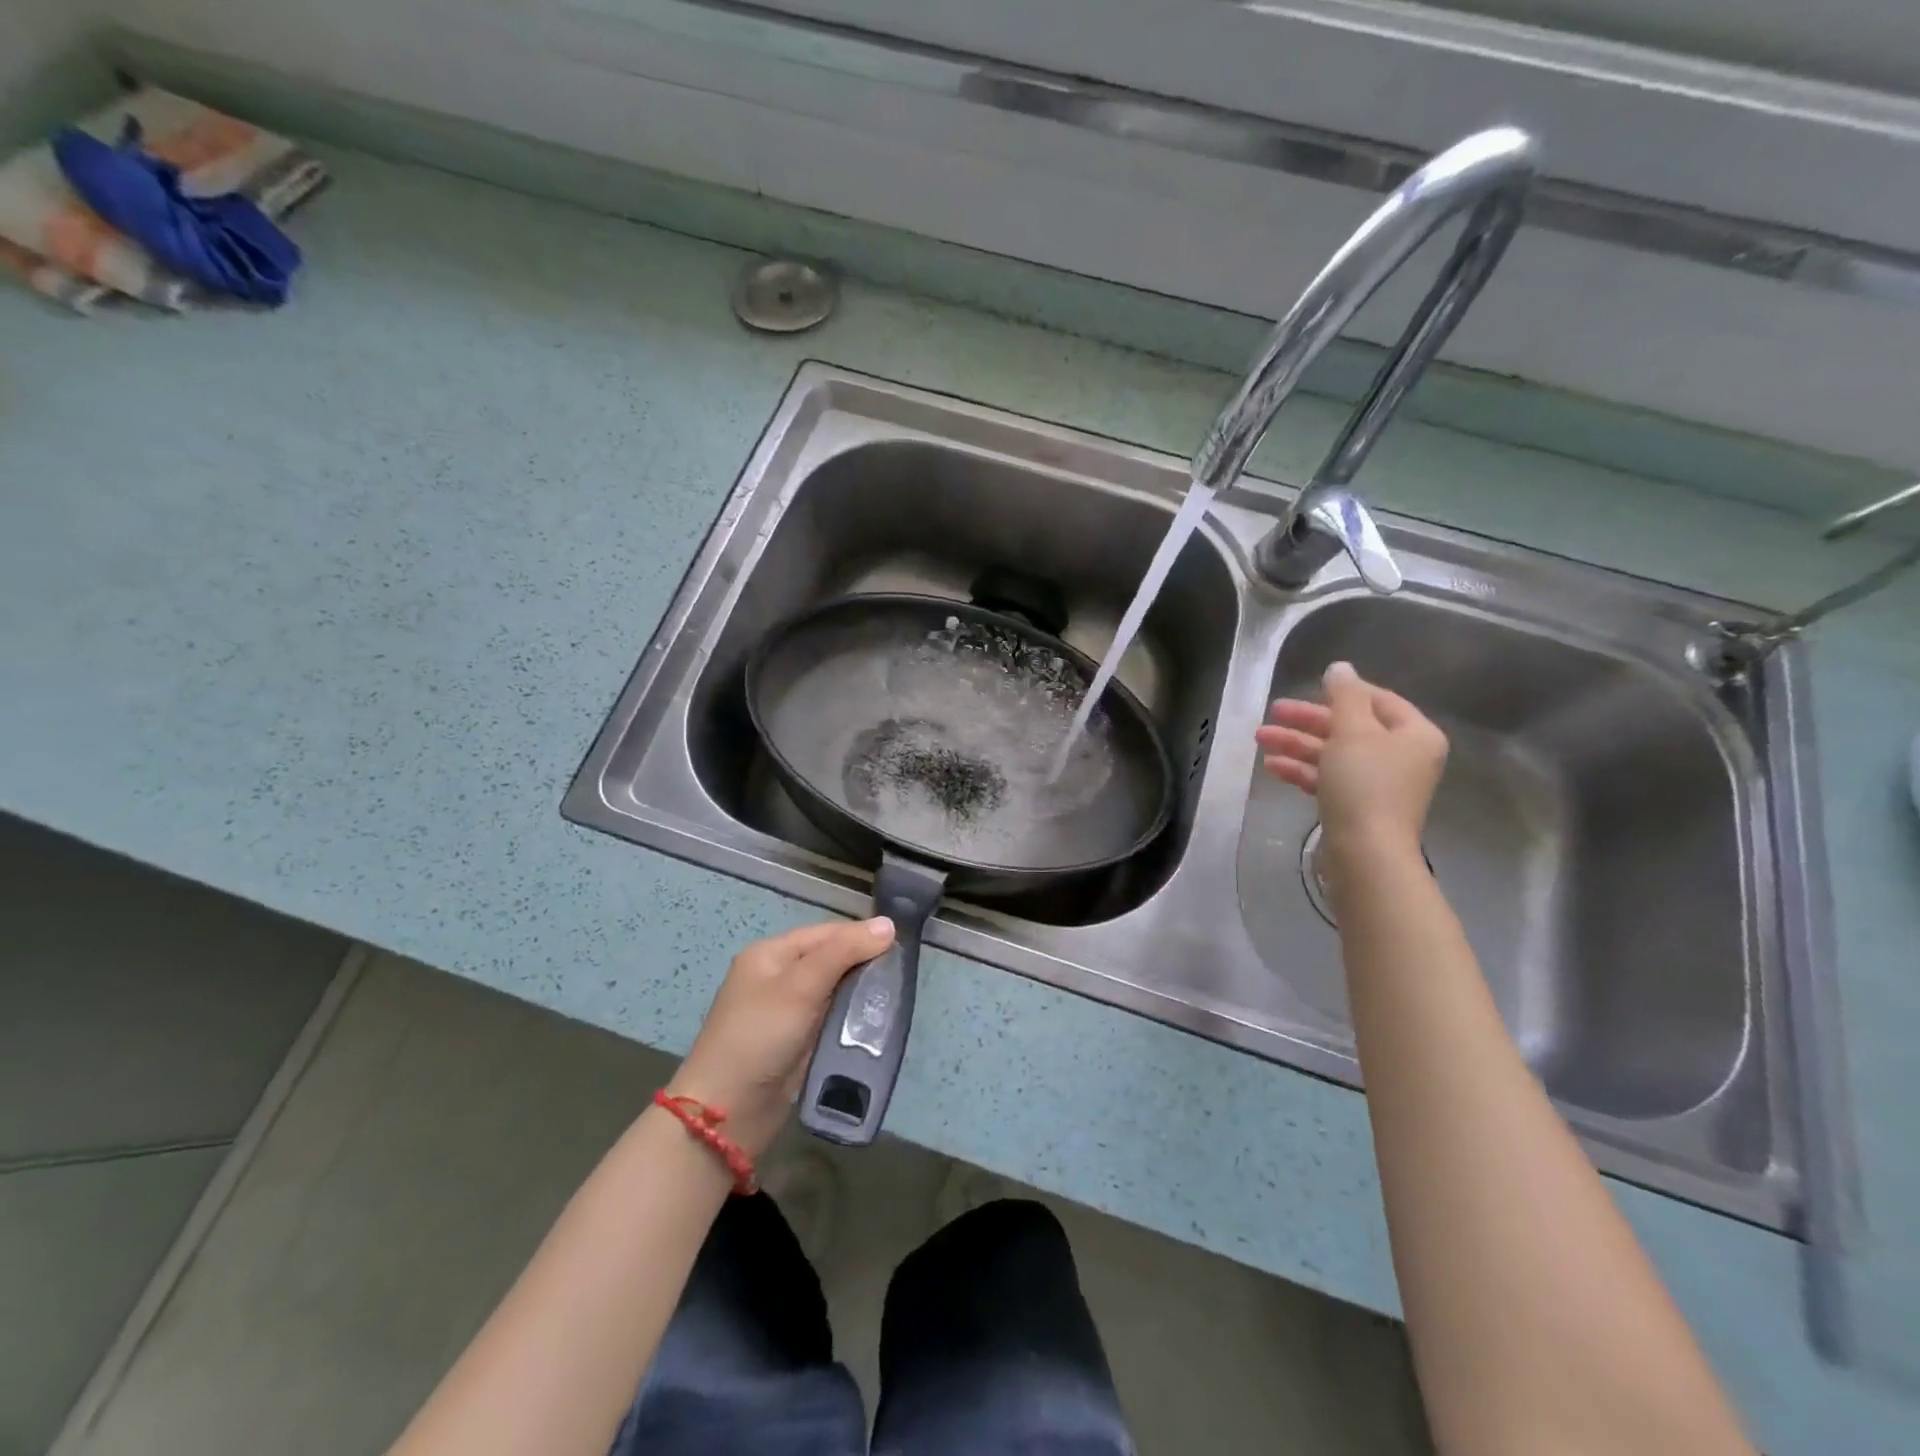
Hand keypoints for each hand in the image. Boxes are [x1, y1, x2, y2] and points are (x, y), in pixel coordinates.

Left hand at [666, 916, 895, 1157]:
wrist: (727, 1113)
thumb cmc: (760, 1037)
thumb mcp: (801, 986)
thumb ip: (844, 952)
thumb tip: (888, 924)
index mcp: (771, 954)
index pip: (826, 933)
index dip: (862, 936)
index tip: (901, 946)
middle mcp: (778, 976)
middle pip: (831, 959)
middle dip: (864, 965)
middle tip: (901, 975)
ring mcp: (786, 1011)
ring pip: (834, 990)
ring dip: (860, 993)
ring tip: (894, 998)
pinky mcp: (796, 1041)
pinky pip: (831, 1017)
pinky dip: (851, 1017)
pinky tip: (874, 1021)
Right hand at [1255, 660, 1447, 861]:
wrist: (1366, 852)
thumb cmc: (1364, 783)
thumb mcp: (1352, 730)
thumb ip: (1345, 696)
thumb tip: (1340, 667)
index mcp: (1414, 734)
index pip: (1378, 700)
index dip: (1343, 692)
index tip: (1308, 687)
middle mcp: (1402, 757)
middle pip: (1351, 727)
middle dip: (1308, 720)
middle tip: (1273, 712)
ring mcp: (1379, 784)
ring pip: (1334, 753)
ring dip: (1297, 744)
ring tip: (1260, 738)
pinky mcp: (1357, 807)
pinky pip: (1328, 779)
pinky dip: (1302, 770)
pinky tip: (1272, 766)